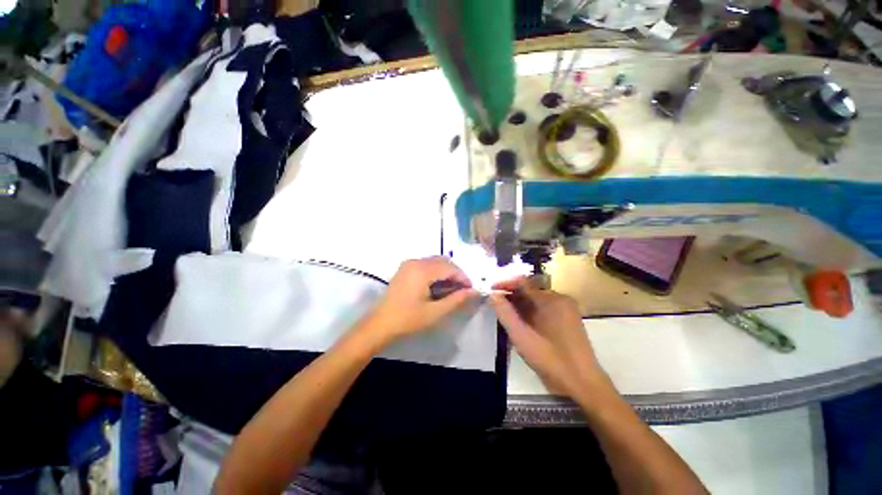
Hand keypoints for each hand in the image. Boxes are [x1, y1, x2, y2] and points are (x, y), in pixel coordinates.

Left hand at [365, 257, 479, 342]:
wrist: (380, 323)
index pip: (450, 267)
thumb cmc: (408, 319)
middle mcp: (415, 261)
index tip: (471, 289)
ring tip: (452, 288)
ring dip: (446, 272)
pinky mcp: (405, 268)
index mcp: (422, 270)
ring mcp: (409, 263)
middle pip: (443, 261)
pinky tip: (438, 285)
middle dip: (455, 273)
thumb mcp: (435, 312)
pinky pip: (426, 264)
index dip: (463, 277)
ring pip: (435, 261)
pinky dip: (436, 271)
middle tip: (462, 289)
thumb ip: (456, 299)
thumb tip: (472, 291)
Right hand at [490, 277, 608, 399]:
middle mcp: (560, 299)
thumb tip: (493, 295)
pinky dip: (528, 311)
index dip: (505, 284)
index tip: (489, 289)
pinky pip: (542, 308)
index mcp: (552, 300)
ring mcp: (565, 309)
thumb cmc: (552, 361)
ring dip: (518, 303)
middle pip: (529, 290)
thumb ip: (505, 314)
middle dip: (510, 294)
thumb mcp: (522, 338)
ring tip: (502, 311)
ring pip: (535, 299)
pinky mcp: (567, 319)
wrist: (584, 385)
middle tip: (493, 302)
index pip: (523, 282)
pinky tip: (519, 320)